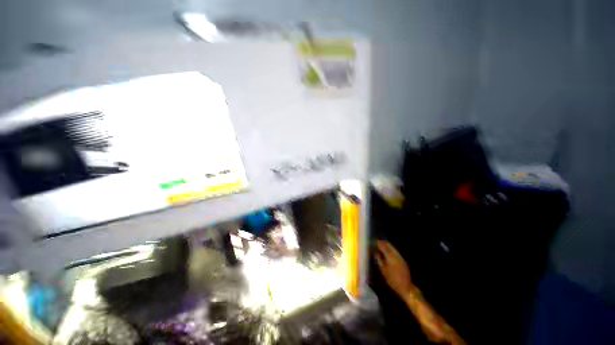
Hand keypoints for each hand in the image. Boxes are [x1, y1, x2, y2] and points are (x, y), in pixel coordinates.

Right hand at [375, 240, 413, 298]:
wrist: (406, 287)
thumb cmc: (392, 279)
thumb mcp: (383, 270)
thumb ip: (379, 260)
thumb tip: (375, 252)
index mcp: (390, 256)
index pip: (383, 246)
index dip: (378, 243)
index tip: (373, 242)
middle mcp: (396, 254)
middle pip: (389, 244)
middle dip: (382, 242)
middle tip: (376, 242)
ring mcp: (400, 257)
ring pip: (392, 247)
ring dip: (386, 245)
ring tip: (380, 246)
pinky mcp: (403, 260)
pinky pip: (395, 251)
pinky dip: (390, 249)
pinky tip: (387, 252)